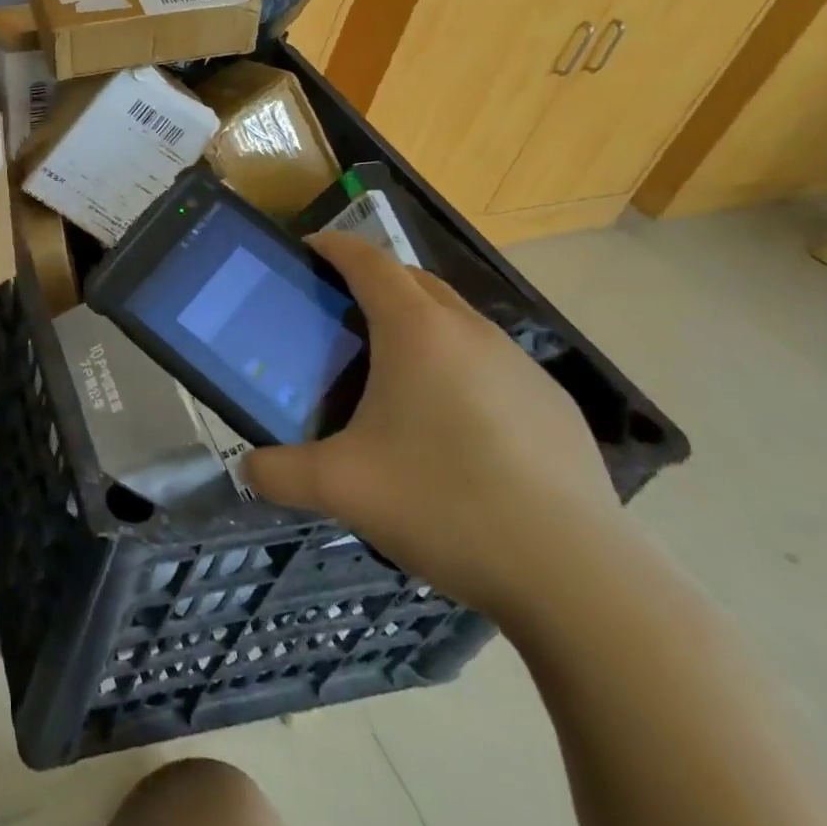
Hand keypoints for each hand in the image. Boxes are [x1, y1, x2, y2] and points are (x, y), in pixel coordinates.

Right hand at [244, 232, 630, 621]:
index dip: (333, 246)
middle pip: (414, 279)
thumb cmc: (445, 504)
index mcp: (416, 331)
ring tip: (392, 372)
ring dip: (420, 323)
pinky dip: (459, 366)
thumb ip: (279, 472)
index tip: (307, 251)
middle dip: (374, 280)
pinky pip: (491, 362)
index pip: (368, 260)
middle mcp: (470, 332)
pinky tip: (453, 426)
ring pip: (457, 320)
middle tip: (338, 314)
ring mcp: (521, 367)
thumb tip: (247, 469)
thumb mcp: (341, 488)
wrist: (579, 578)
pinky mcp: (554, 406)